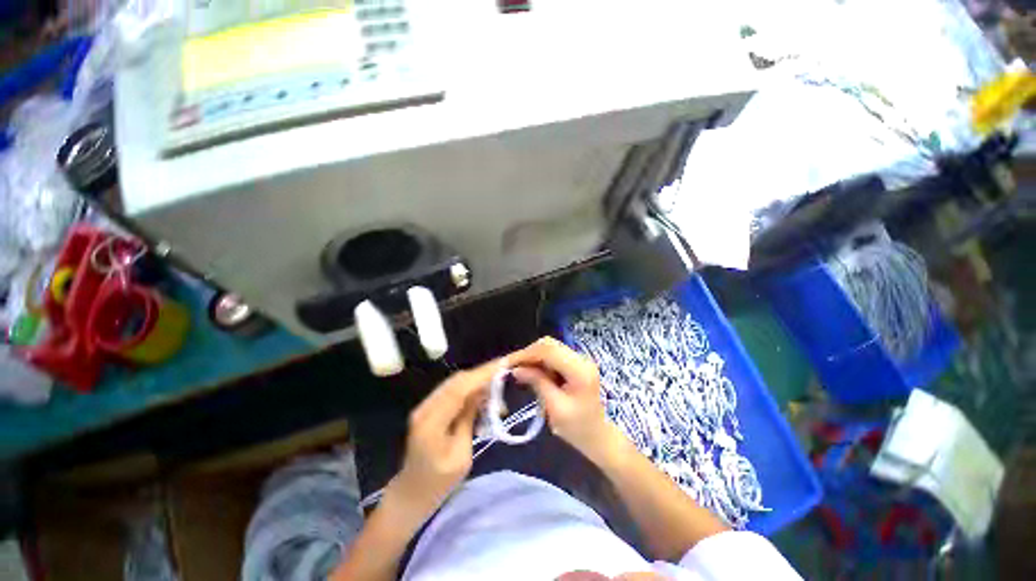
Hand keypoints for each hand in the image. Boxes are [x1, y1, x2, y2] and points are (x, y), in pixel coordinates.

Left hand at [390, 360, 500, 519]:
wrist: (409, 494)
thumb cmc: (438, 484)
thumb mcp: (461, 456)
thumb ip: (469, 419)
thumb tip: (482, 391)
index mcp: (431, 423)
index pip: (459, 389)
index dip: (481, 375)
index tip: (502, 365)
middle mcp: (425, 408)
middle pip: (457, 380)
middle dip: (482, 374)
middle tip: (504, 374)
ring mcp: (425, 406)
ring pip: (455, 383)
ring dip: (476, 381)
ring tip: (497, 387)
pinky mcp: (429, 407)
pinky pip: (452, 390)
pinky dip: (469, 388)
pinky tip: (482, 395)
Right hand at [509, 337, 617, 460]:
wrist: (598, 436)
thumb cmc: (578, 428)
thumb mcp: (555, 408)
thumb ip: (537, 383)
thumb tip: (516, 369)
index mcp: (580, 370)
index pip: (549, 351)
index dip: (526, 354)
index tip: (508, 363)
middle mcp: (581, 359)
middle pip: (549, 345)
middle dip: (529, 354)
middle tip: (512, 367)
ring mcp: (579, 360)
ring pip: (550, 348)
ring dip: (533, 358)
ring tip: (520, 372)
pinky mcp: (575, 364)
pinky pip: (553, 356)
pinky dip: (540, 362)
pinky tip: (532, 374)